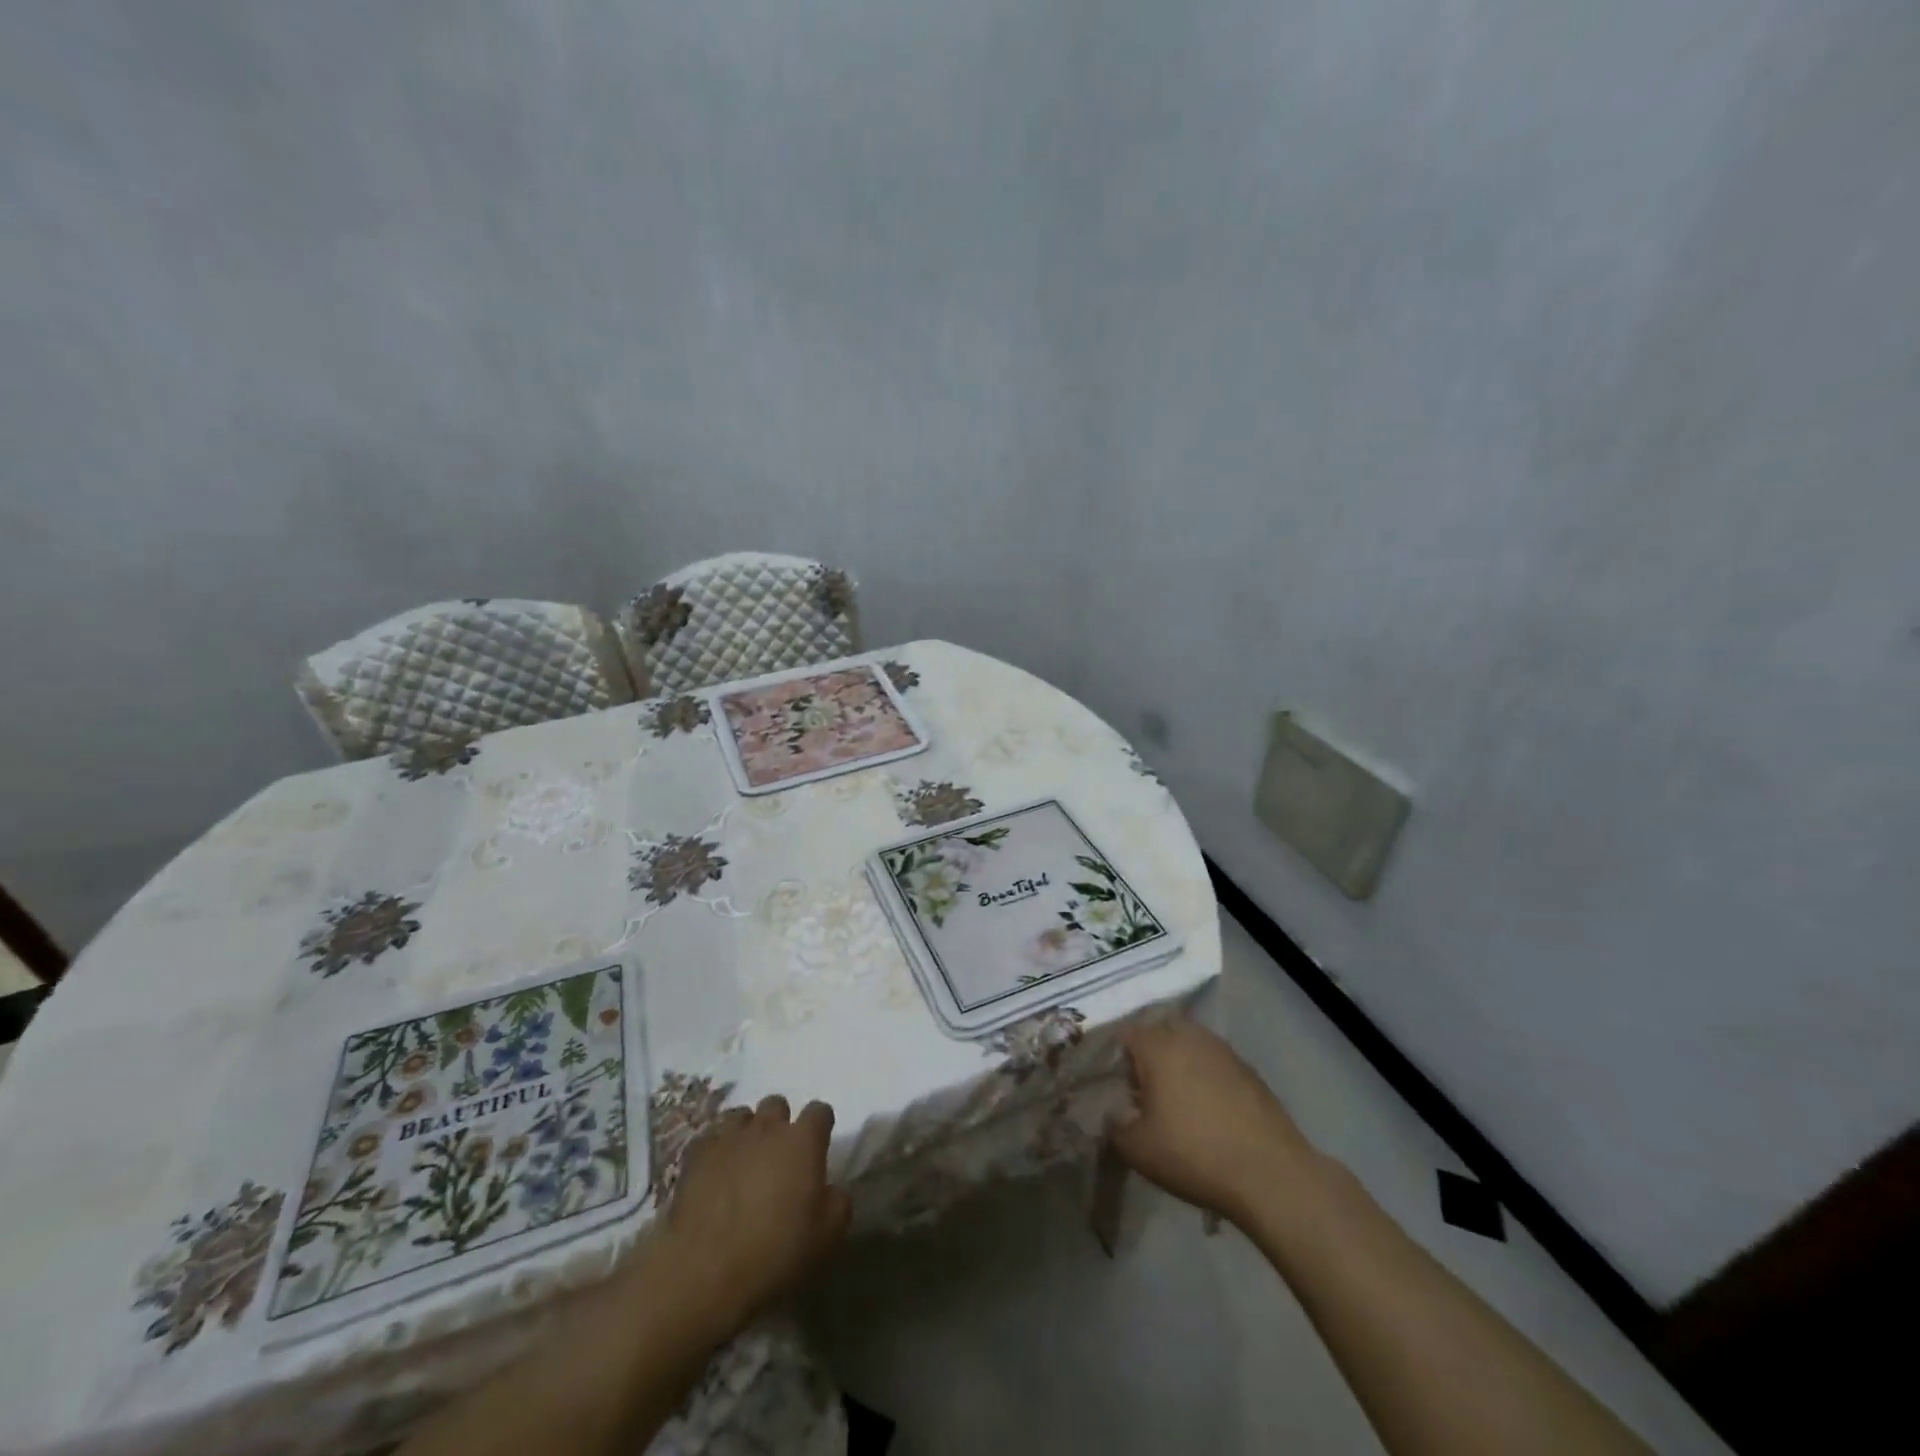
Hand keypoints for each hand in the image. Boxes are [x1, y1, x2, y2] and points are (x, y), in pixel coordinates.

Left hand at [647, 1095, 850, 1338]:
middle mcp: (767, 1128)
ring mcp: (728, 1137)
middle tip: (779, 1155)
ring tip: (745, 1159)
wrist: (703, 1272)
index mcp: (802, 1141)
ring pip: (741, 1115)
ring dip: (747, 1131)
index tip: (819, 1146)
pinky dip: (717, 1148)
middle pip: (777, 1104)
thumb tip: (831, 1189)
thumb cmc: (774, 1253)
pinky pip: (711, 1137)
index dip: (820, 1126)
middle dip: (780, 1123)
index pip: (820, 1111)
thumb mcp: (828, 1237)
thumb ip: (838, 1202)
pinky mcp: (696, 1155)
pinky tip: (716, 1171)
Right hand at [1108, 1018, 1317, 1225]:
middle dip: (1151, 1057)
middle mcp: (1190, 1037)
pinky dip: (1208, 1079)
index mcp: (1158, 1046)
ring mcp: (1224, 1051)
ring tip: (1181, 1104)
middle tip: (1148, 1094)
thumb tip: (1113, 1114)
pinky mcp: (1250, 1071)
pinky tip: (1212, 1114)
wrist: (1269, 1174)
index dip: (1120, 1059)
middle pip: (1161, 1034)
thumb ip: (1115, 1126)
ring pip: (1191, 1046)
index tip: (1121, 1089)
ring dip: (1181, 1066)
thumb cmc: (1193, 1154)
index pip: (1128, 1034)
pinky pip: (1217, 1065)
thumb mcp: (1137, 1150)